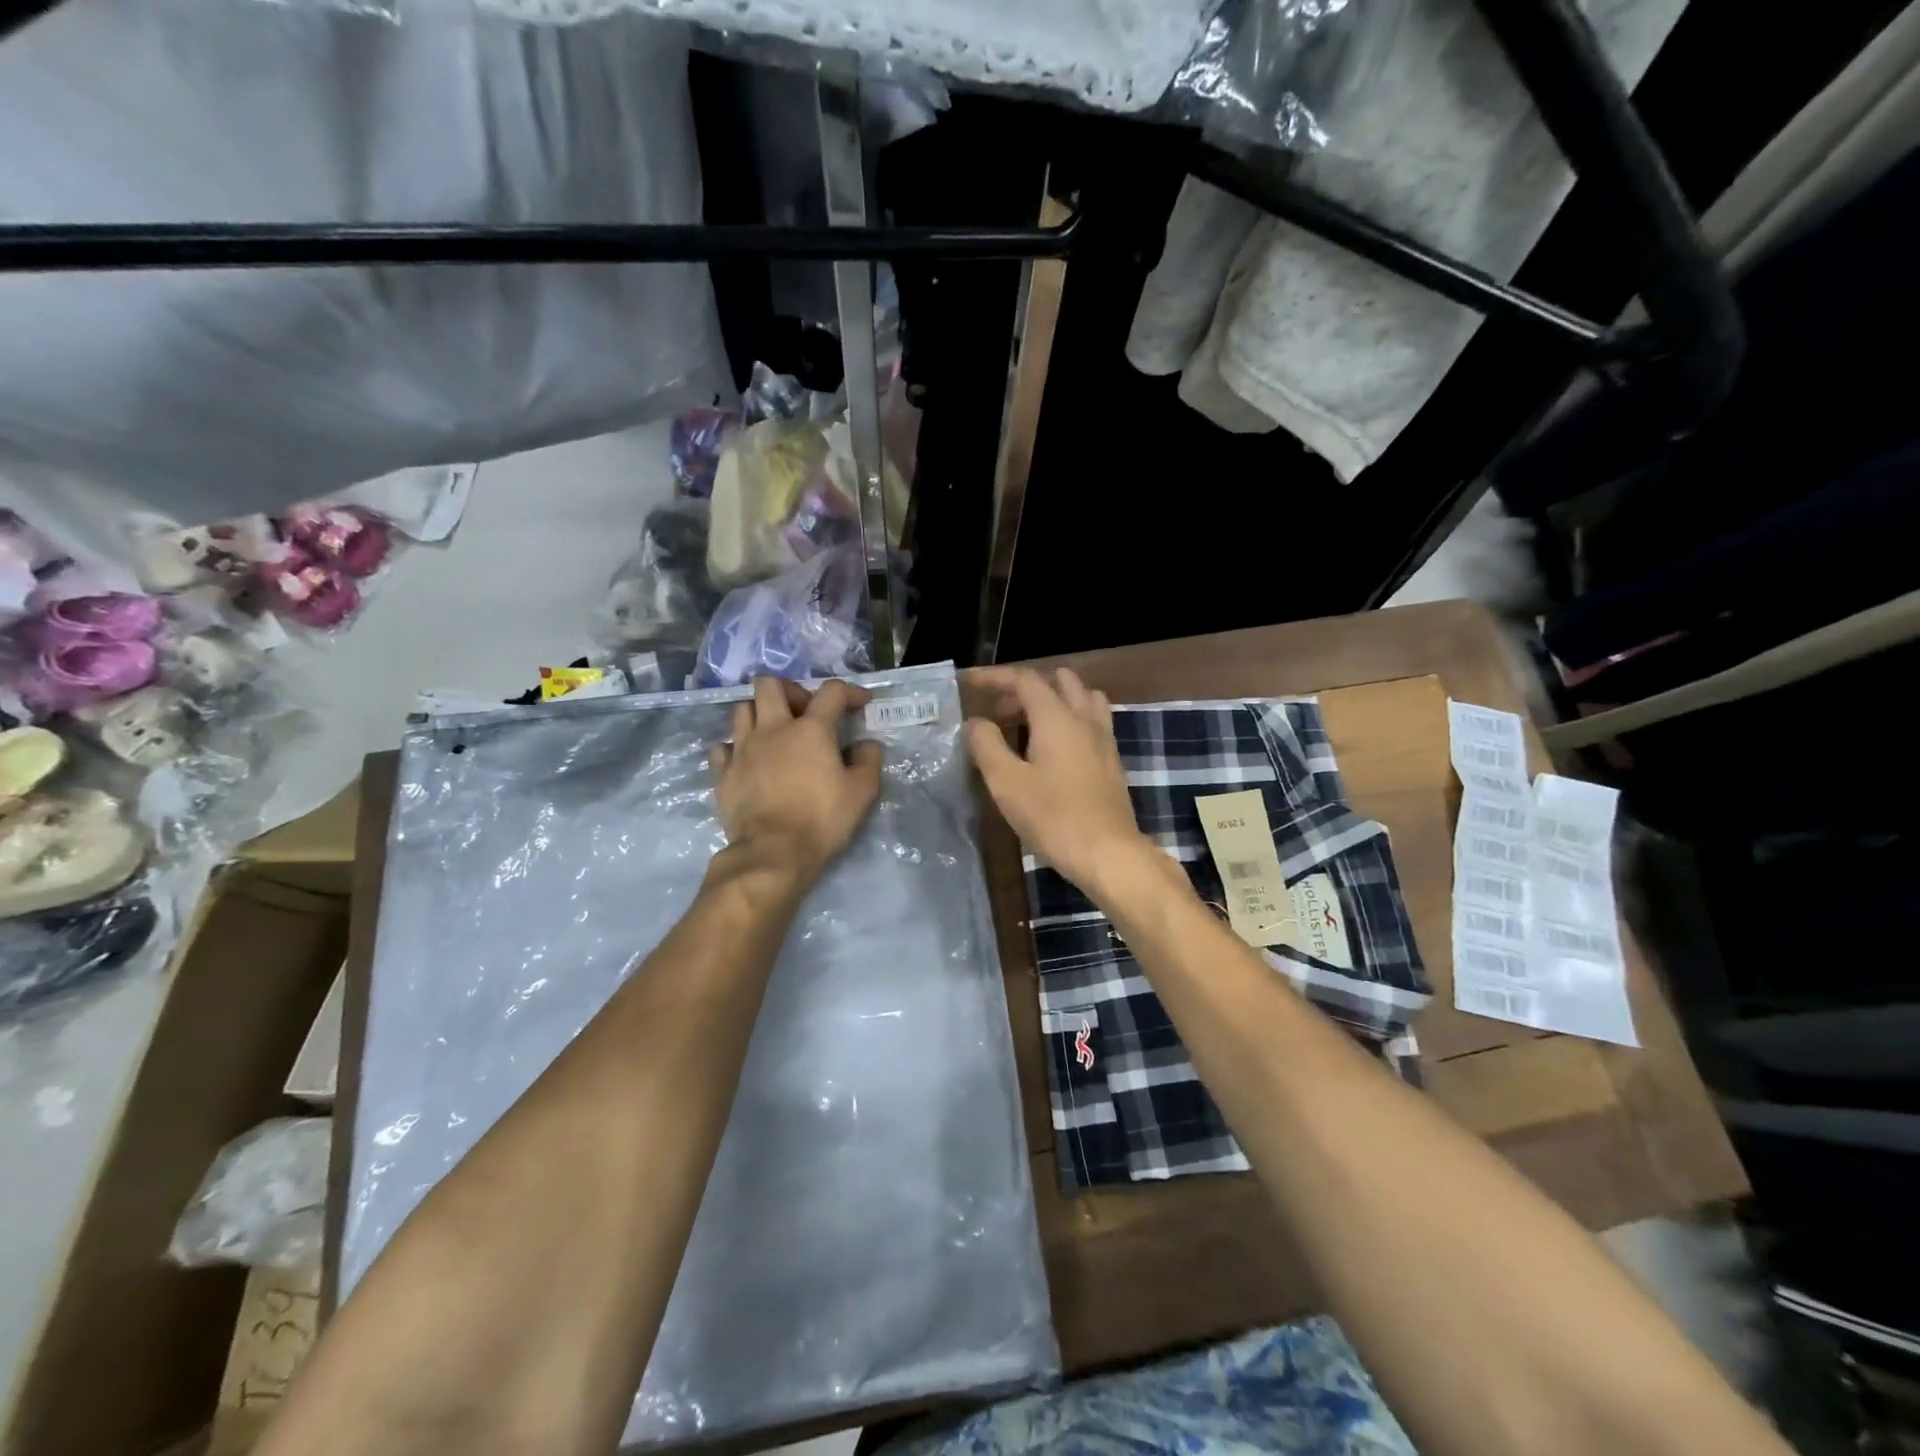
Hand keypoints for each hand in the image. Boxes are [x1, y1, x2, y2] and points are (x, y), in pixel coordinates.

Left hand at [709, 678, 881, 887]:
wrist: (772, 853)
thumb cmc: (822, 820)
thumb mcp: (862, 792)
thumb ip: (868, 760)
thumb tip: (866, 744)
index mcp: (810, 729)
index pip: (831, 692)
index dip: (849, 692)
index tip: (860, 704)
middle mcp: (773, 729)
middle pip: (770, 685)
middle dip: (790, 690)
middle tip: (804, 712)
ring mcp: (742, 749)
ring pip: (743, 709)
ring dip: (760, 714)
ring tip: (774, 733)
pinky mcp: (722, 772)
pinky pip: (723, 746)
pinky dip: (735, 747)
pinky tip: (747, 760)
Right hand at [964, 667, 1154, 894]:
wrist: (1108, 853)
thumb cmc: (1053, 817)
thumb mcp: (1007, 783)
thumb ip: (987, 746)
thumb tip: (976, 722)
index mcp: (1056, 717)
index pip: (1024, 679)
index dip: (994, 676)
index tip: (968, 682)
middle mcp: (1084, 718)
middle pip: (1056, 682)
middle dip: (1023, 689)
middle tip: (998, 713)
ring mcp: (1103, 738)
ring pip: (1081, 697)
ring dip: (1053, 700)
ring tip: (1027, 724)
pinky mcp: (1112, 759)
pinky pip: (1091, 720)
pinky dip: (1069, 719)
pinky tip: (1053, 748)